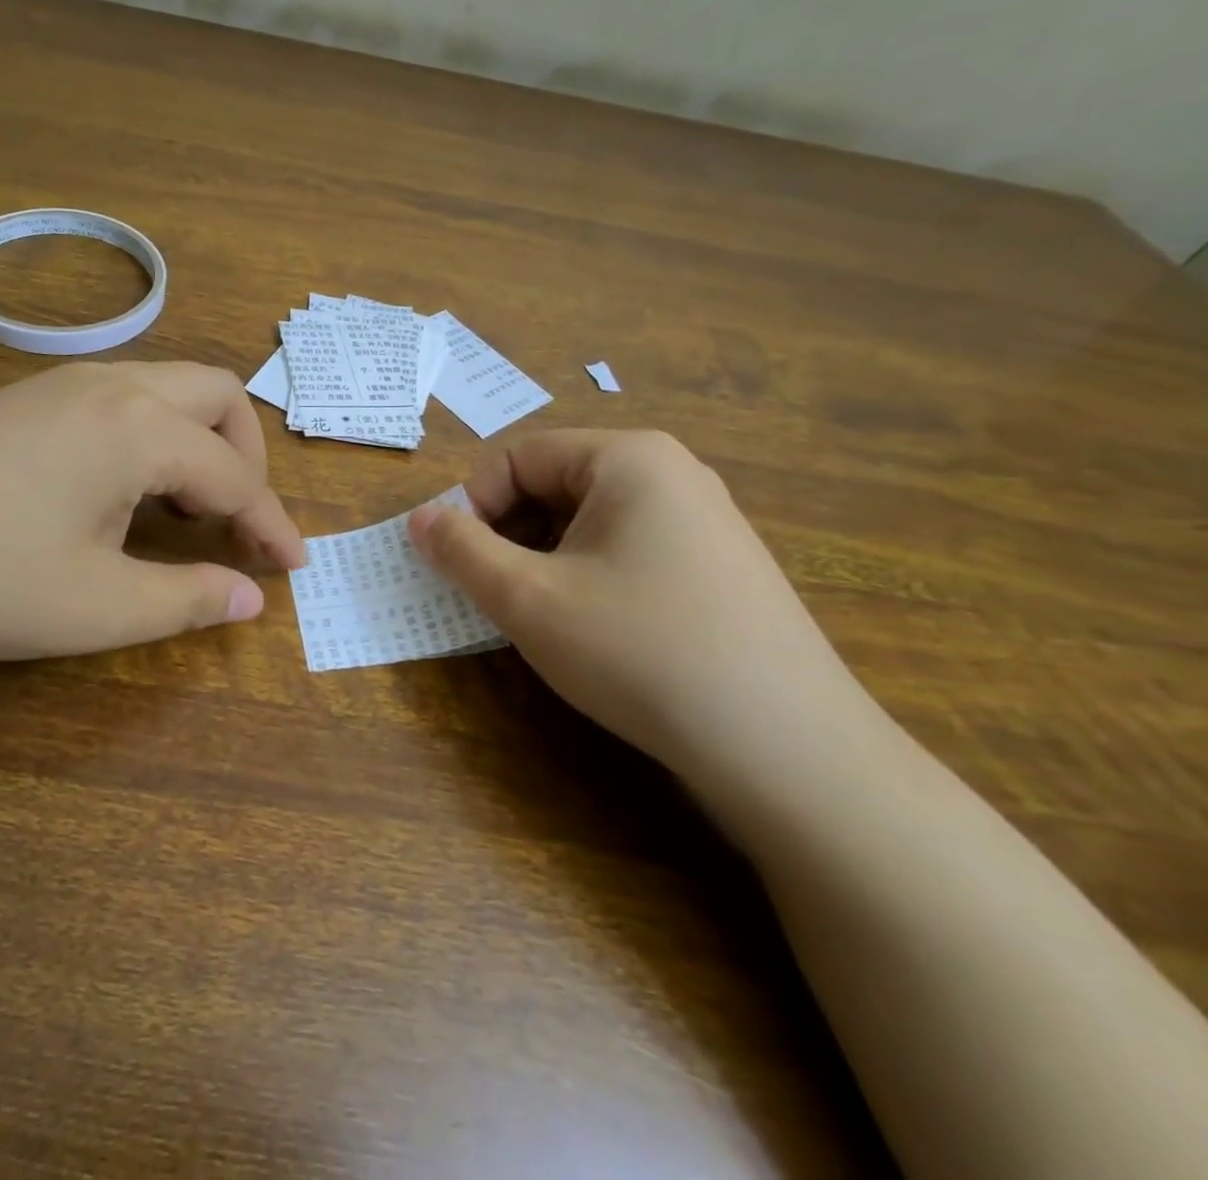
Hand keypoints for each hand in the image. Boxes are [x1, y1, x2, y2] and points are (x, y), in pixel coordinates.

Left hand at [0, 362, 304, 671]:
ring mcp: (58, 383)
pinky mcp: (20, 397)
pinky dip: (150, 435)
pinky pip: (118, 399)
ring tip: (180, 510)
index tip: (296, 565)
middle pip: (215, 395)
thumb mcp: (96, 607)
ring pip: (165, 387)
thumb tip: (252, 597)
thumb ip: (188, 600)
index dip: (272, 524)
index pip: (235, 475)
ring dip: (196, 441)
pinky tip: (116, 492)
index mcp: (139, 428)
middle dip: (246, 454)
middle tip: (237, 519)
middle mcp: (109, 386)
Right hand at [407, 429, 878, 792]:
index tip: (457, 563)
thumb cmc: (639, 651)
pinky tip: (597, 631)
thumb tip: (420, 519)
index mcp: (629, 458)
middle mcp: (673, 473)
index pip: (519, 458)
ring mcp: (706, 521)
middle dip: (510, 534)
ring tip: (541, 616)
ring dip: (546, 559)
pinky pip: (631, 550)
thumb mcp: (528, 599)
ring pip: (592, 522)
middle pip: (557, 484)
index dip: (474, 505)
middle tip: (494, 593)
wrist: (787, 749)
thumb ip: (461, 551)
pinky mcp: (722, 568)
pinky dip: (591, 577)